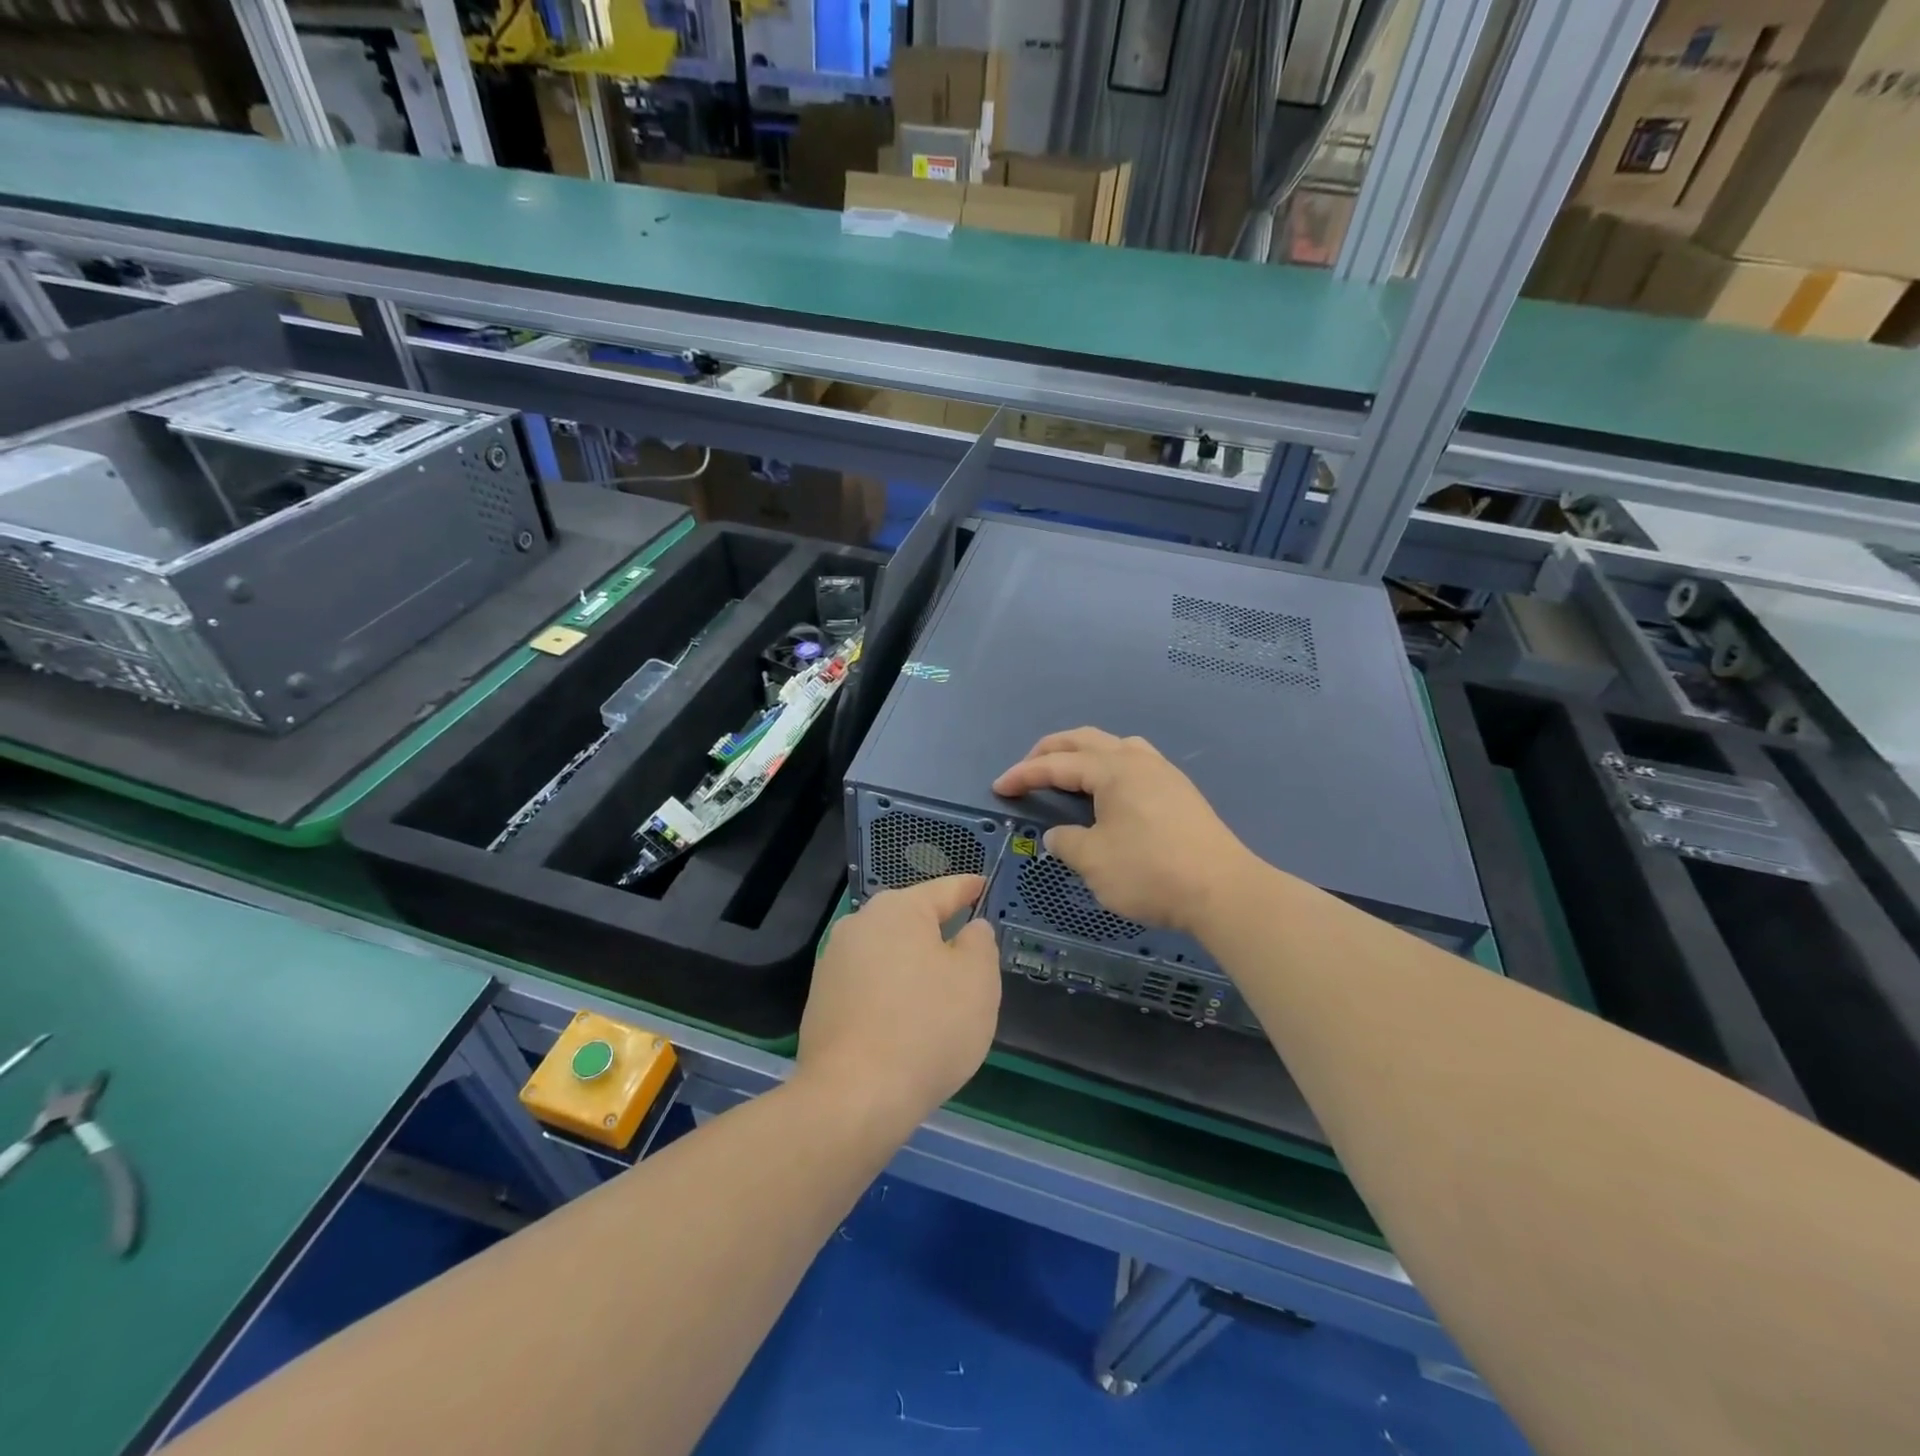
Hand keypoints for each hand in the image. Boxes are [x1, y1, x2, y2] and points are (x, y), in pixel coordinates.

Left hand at [796, 875, 1000, 1131]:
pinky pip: (869, 985)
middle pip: (912, 920)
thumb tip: (969, 929)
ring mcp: (833, 962)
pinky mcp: (821, 1000)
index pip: (945, 889)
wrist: (852, 1097)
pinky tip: (905, 1025)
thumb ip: (979, 942)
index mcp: (899, 909)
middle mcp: (860, 924)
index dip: (969, 888)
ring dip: (913, 967)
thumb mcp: (977, 980)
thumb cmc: (927, 1028)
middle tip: (970, 956)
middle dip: (940, 933)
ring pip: (889, 954)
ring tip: (939, 998)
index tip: (983, 886)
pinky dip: (891, 994)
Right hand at [993, 727, 1251, 936]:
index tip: (998, 787)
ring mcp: (1163, 773)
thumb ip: (1067, 842)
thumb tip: (1059, 835)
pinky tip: (1109, 792)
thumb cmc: (1150, 872)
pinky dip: (1109, 767)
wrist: (1223, 890)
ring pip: (1115, 746)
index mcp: (1112, 769)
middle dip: (1050, 751)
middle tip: (1027, 771)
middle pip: (1085, 740)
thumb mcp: (1094, 861)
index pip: (1057, 764)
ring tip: (1069, 774)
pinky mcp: (1180, 792)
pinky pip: (1135, 763)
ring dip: (1084, 754)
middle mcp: (1137, 760)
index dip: (1024, 774)